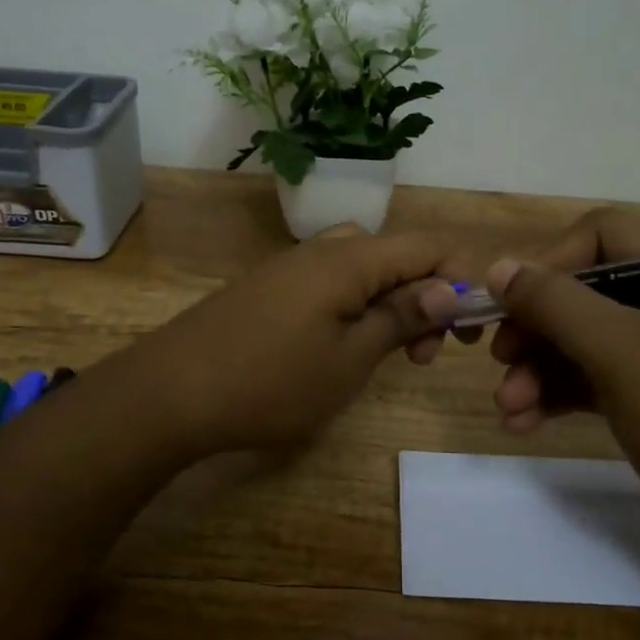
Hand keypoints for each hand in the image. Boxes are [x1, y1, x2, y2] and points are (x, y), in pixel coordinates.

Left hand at [121, 226, 461, 457]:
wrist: (171, 392)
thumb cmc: (272, 382)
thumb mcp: (350, 359)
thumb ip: (400, 317)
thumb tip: (448, 289)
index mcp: (350, 259)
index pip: (427, 247)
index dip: (460, 281)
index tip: (468, 334)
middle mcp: (321, 250)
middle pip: (394, 254)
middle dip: (422, 297)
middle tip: (419, 354)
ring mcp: (289, 267)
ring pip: (360, 269)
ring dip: (386, 305)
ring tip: (384, 355)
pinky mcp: (267, 288)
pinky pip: (326, 283)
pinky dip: (351, 308)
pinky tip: (338, 349)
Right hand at [484, 208, 639, 560]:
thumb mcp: (621, 352)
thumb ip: (555, 303)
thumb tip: (498, 268)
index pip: (603, 236)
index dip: (550, 262)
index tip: (512, 303)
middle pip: (585, 294)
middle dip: (535, 328)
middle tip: (499, 361)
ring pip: (583, 343)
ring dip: (537, 370)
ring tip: (507, 407)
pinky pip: (593, 382)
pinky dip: (557, 397)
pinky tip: (523, 423)